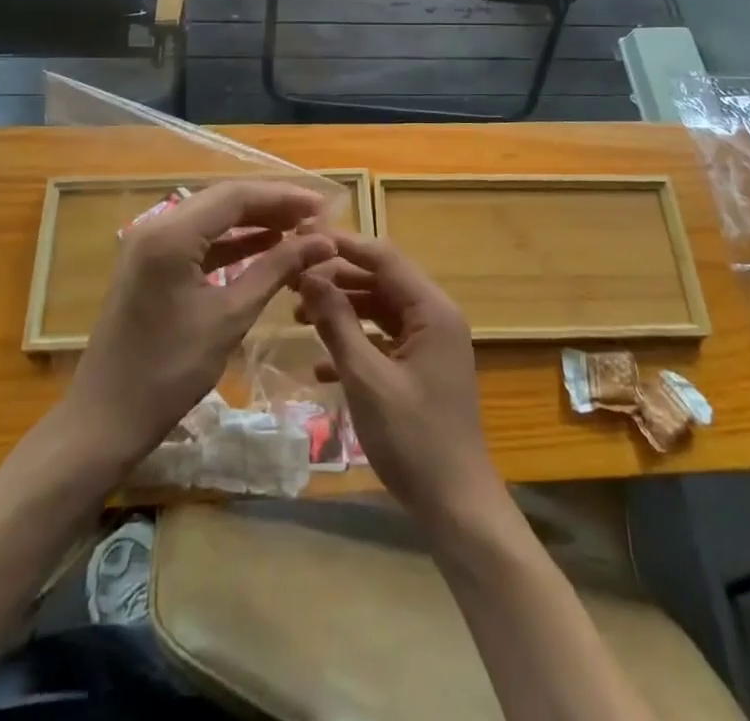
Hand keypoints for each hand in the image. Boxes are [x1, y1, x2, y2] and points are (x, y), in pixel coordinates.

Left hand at [62, 181, 336, 471]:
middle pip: (223, 200)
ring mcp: (150, 245)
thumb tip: (323, 241)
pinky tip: (265, 248)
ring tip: (298, 230)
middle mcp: (156, 226)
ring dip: (253, 222)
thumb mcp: (231, 317)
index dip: (283, 197)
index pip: (236, 196)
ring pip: (212, 218)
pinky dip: (232, 242)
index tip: (323, 206)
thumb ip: (276, 269)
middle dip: (271, 206)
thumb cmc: (169, 371)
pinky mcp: (150, 265)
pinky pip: (199, 241)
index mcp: (172, 234)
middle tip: (315, 217)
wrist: (104, 420)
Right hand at [294, 234, 502, 526]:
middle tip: (293, 283)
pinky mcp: (423, 370)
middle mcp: (436, 317)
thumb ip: (337, 322)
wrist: (456, 506)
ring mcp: (432, 344)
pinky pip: (386, 341)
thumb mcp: (366, 378)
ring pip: (381, 311)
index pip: (384, 258)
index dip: (344, 247)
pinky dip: (356, 345)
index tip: (303, 242)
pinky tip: (320, 367)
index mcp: (432, 310)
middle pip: (382, 281)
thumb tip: (309, 275)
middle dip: (338, 280)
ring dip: (344, 312)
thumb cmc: (412, 438)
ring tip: (298, 317)